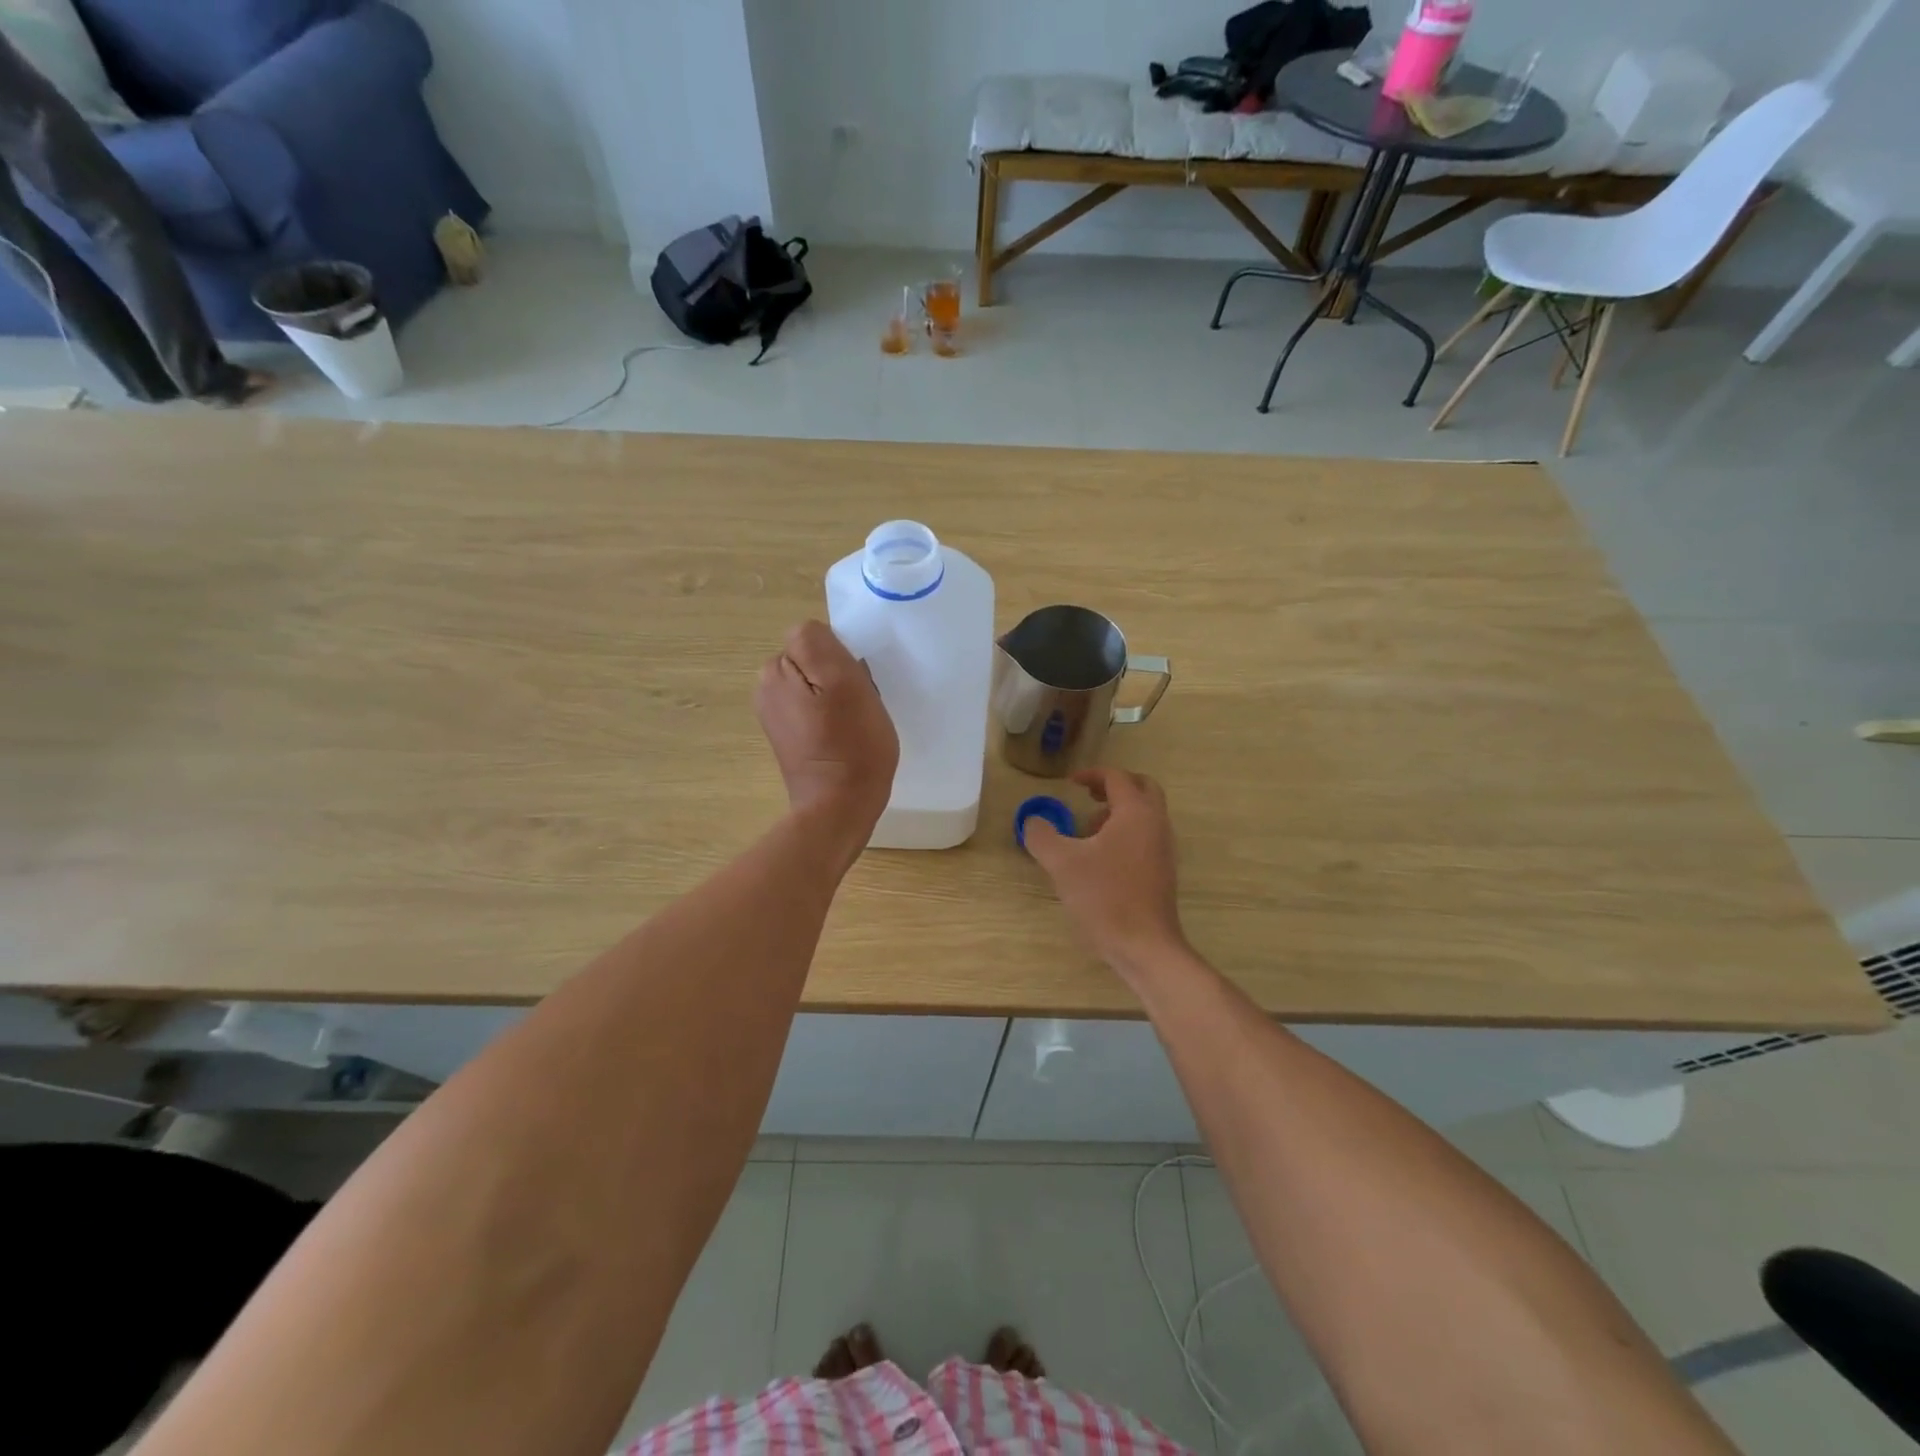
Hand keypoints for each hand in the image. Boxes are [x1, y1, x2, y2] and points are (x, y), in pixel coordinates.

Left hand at [755, 621, 897, 846]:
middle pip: (813, 660)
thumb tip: (811, 635)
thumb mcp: (843, 681)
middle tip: (858, 705)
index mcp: (775, 670)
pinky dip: (831, 717)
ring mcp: (775, 715)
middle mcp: (767, 687)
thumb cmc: (851, 744)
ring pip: (816, 684)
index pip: (815, 637)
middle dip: (837, 675)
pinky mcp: (789, 737)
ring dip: (837, 697)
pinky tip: (844, 737)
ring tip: (853, 722)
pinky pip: (815, 709)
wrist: (839, 808)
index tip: (856, 684)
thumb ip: (819, 644)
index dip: (841, 656)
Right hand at [1023, 768, 1187, 973]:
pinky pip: (1146, 836)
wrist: (1144, 945)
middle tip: (1087, 796)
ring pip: (1145, 814)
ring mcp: (1164, 849)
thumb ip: (1042, 835)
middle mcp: (1156, 824)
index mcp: (1136, 813)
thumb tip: (1033, 821)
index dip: (1092, 774)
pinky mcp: (1163, 871)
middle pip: (1141, 788)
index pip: (1117, 777)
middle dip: (1113, 787)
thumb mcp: (1062, 863)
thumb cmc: (1105, 897)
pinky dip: (1125, 833)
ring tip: (1087, 831)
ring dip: (1118, 812)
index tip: (1070, 784)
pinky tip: (1100, 859)